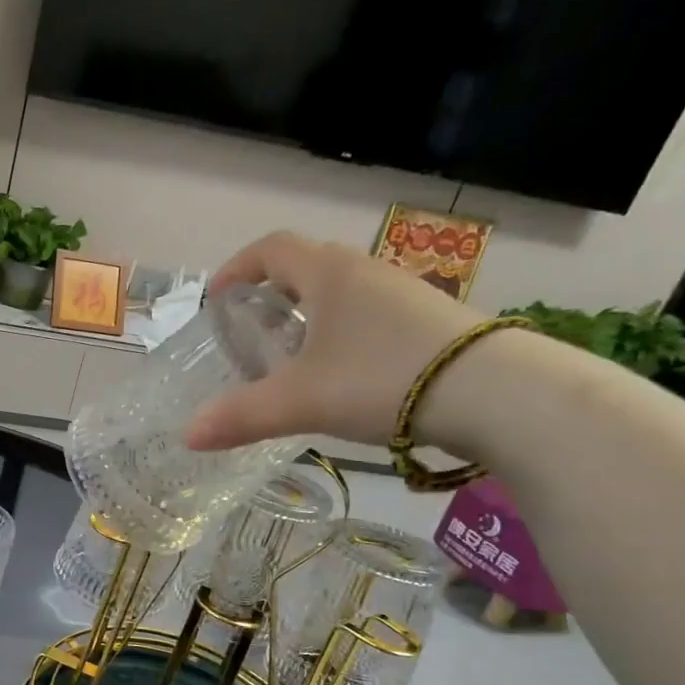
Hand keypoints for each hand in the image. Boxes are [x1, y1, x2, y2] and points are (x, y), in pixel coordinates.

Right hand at [184, 232, 485, 451]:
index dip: (236, 268)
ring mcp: (403, 293)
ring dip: (308, 315)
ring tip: (291, 358)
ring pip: (340, 292)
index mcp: (328, 274)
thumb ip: (241, 416)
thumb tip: (188, 435)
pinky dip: (341, 332)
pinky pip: (368, 314)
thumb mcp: (300, 401)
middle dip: (270, 294)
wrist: (496, 392)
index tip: (216, 299)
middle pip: (305, 266)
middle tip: (250, 333)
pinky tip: (342, 373)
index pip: (271, 249)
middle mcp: (365, 271)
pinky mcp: (429, 321)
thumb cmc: (382, 378)